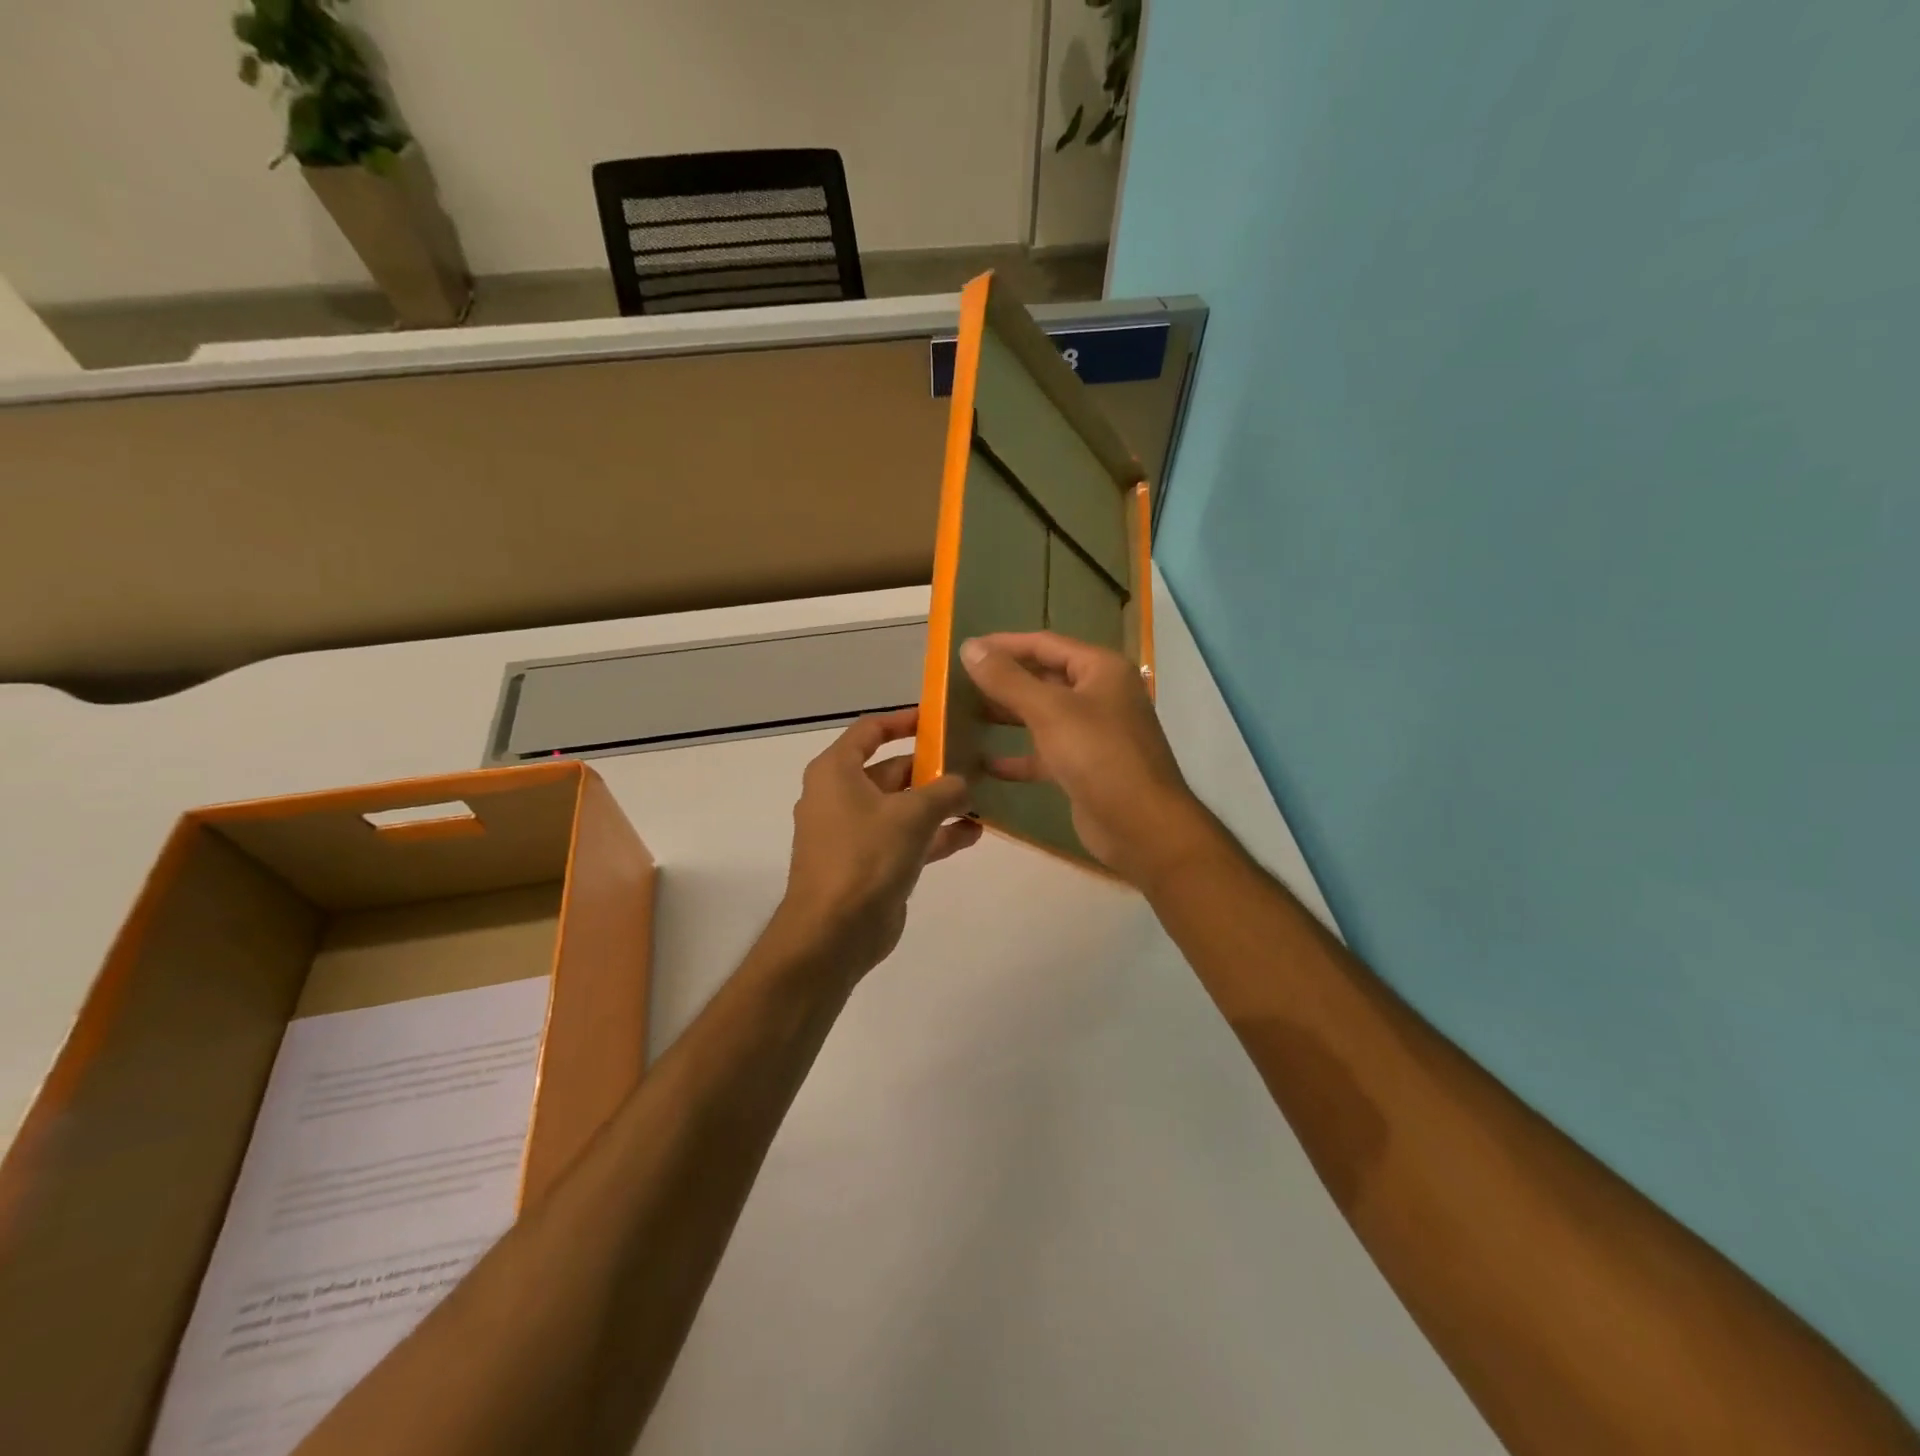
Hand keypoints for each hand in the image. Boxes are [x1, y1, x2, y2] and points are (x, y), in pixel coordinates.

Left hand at [772, 708, 980, 980]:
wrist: (834, 932)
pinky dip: (934, 834)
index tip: (940, 719)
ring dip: (939, 804)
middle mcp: (841, 796)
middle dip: (933, 768)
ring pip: (902, 806)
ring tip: (981, 798)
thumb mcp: (912, 814)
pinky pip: (906, 838)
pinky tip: (972, 833)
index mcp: (836, 772)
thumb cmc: (866, 857)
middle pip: (891, 770)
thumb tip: (965, 781)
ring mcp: (855, 832)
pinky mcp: (870, 863)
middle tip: (975, 762)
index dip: (904, 721)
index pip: (870, 731)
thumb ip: (945, 790)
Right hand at [960, 632, 1213, 886]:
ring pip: (1043, 716)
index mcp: (1100, 669)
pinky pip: (1045, 753)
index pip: (1045, 644)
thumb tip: (970, 648)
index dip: (1004, 645)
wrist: (1141, 826)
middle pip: (1044, 678)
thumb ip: (1007, 679)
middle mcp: (1100, 695)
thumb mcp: (1049, 711)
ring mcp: (1094, 733)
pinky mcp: (1084, 768)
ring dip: (1007, 716)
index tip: (965, 650)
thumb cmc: (1098, 756)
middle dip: (1003, 681)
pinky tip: (984, 763)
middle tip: (959, 684)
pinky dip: (1018, 757)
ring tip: (965, 716)